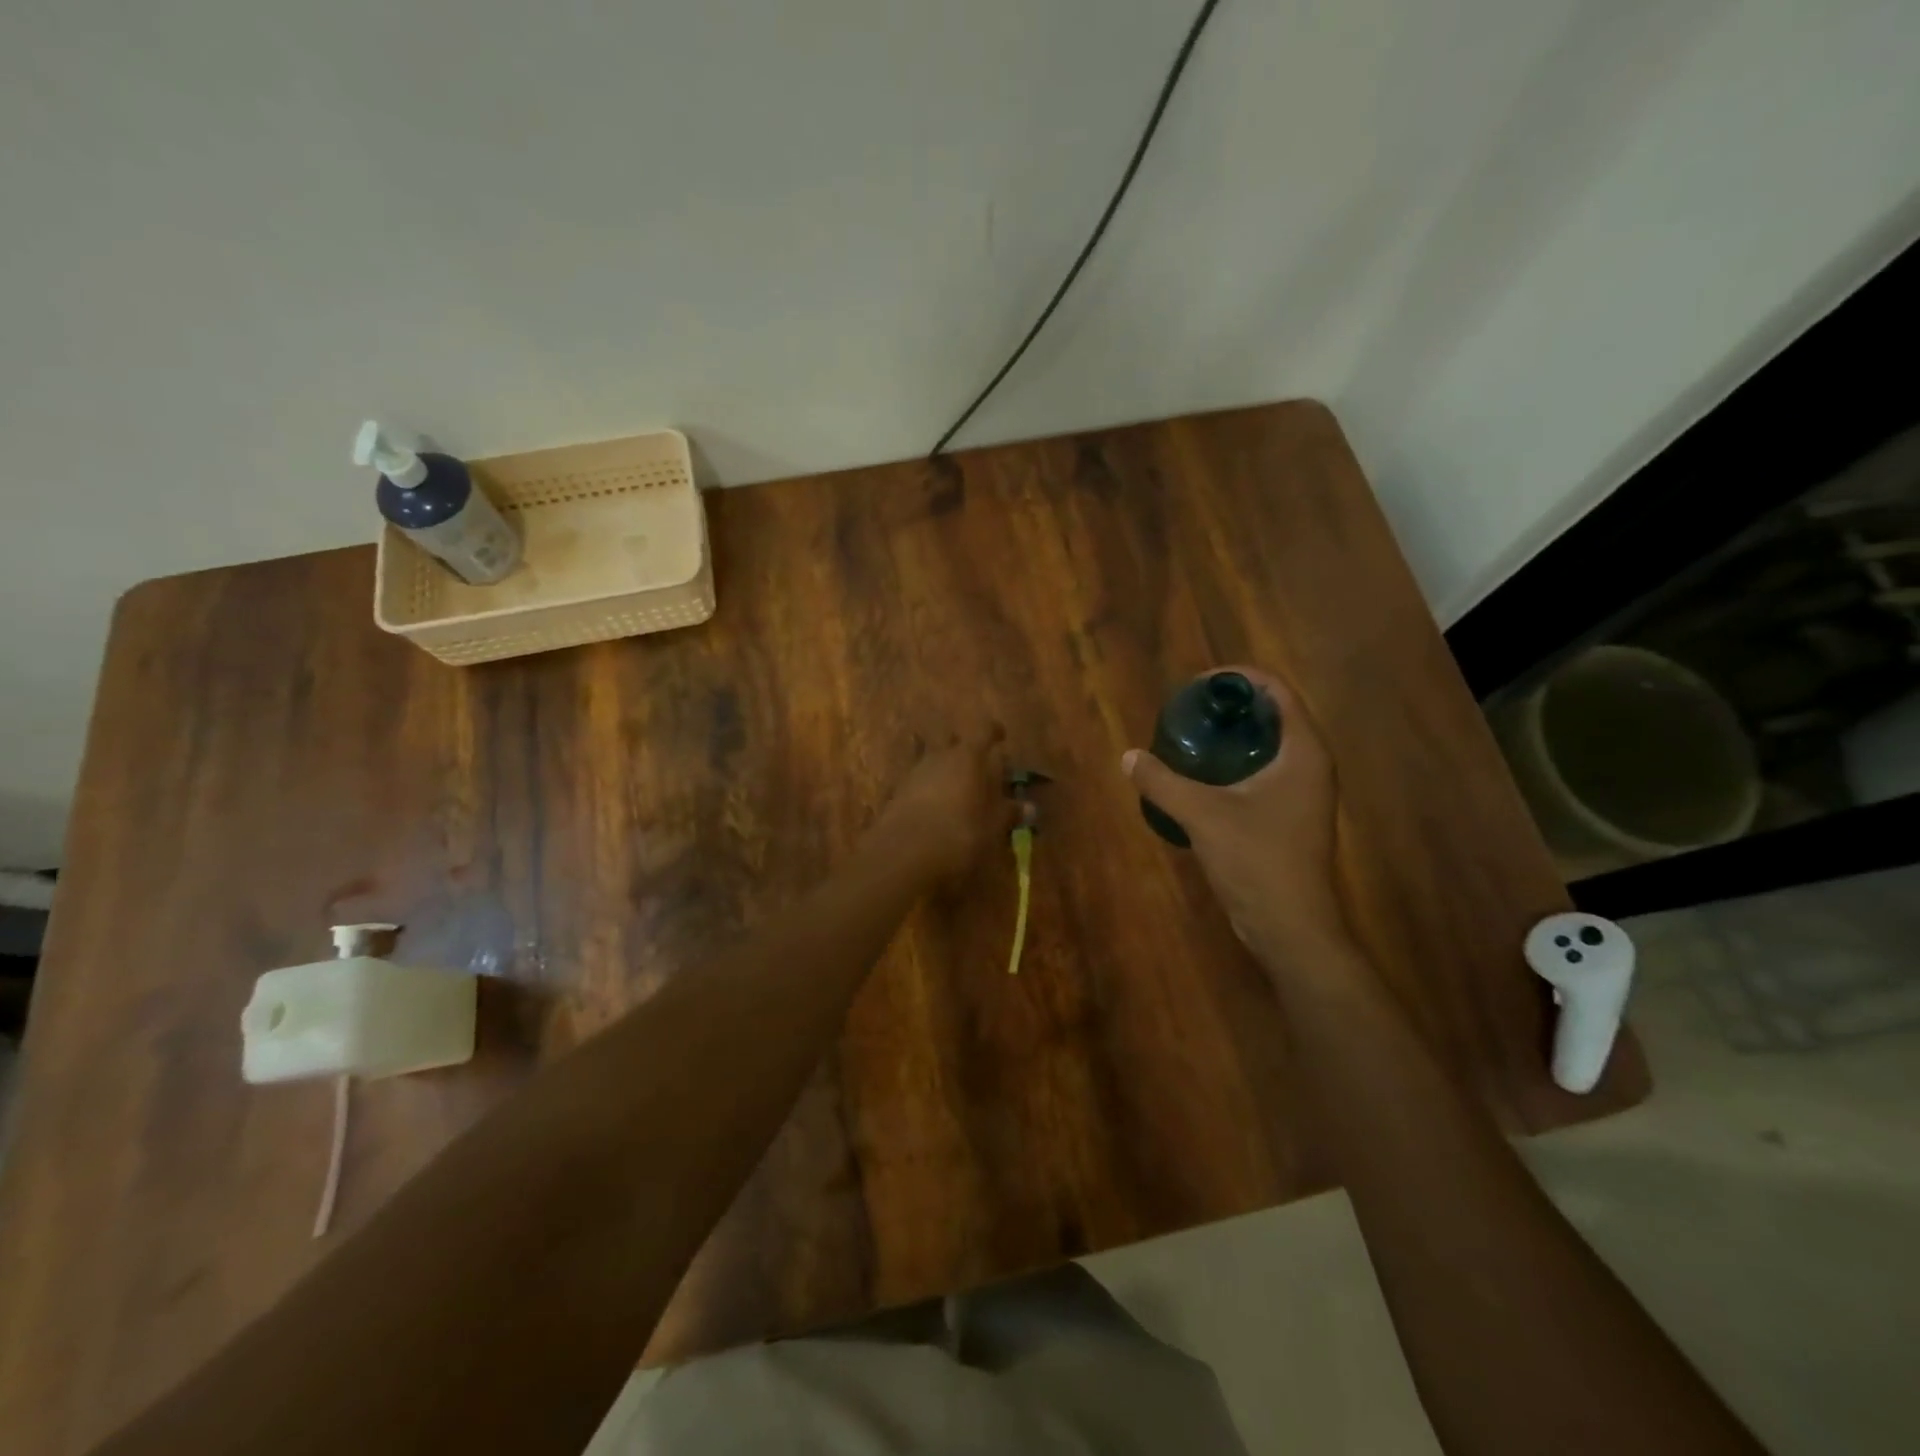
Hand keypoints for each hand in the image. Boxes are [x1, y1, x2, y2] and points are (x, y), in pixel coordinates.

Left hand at [870, 723, 1018, 881]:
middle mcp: (940, 756)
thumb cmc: (960, 832)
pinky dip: (930, 788)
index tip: (1001, 736)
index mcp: (969, 756)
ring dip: (946, 770)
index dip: (994, 732)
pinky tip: (936, 807)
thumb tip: (1030, 807)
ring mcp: (915, 772)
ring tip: (958, 789)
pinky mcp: (897, 792)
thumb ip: (1010, 813)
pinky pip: (919, 781)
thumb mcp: (993, 826)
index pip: (984, 731)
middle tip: (978, 765)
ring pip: (934, 760)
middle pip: (954, 742)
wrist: (904, 853)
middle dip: (965, 749)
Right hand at [1123, 666, 1351, 969]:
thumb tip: (1129, 756)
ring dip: (1234, 735)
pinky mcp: (1292, 814)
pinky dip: (1236, 762)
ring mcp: (1304, 792)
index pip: (1277, 691)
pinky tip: (1202, 775)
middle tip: (1189, 709)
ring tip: (1191, 736)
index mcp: (1303, 752)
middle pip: (1274, 714)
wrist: (1289, 925)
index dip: (1239, 678)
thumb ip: (1163, 782)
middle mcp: (1311, 764)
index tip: (1199, 684)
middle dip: (1232, 706)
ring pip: (1270, 744)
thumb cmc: (1256, 861)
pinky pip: (1266, 770)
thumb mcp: (1202, 815)